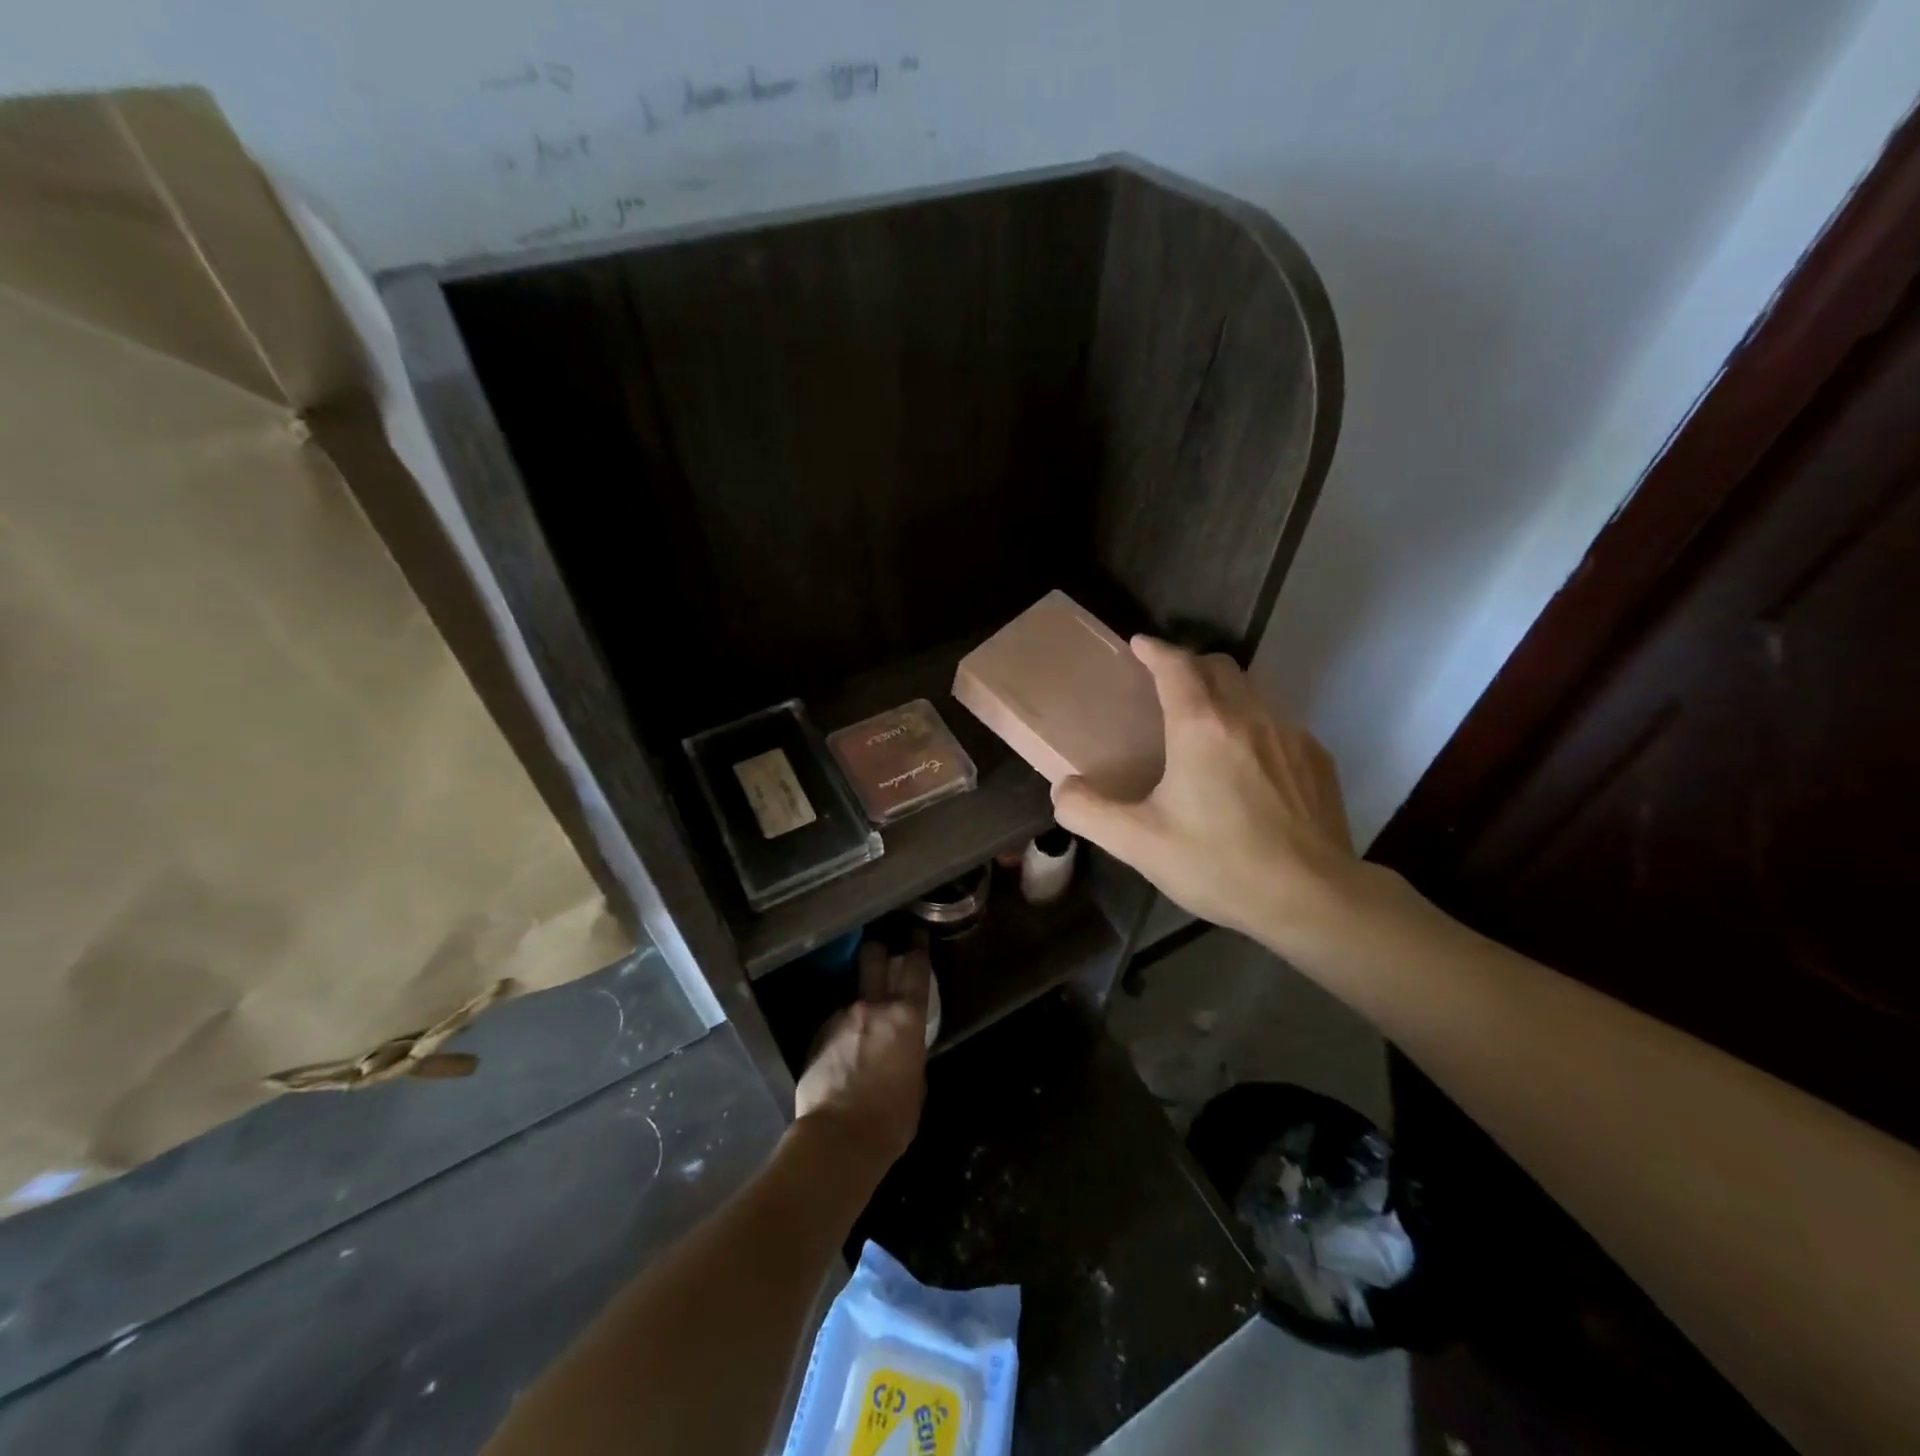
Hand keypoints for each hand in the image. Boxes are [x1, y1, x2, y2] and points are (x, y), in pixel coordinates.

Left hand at [793, 939, 931, 1169]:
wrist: (838, 1139)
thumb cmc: (892, 1119)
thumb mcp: (916, 1083)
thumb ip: (910, 1052)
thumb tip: (903, 1045)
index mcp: (905, 1017)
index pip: (915, 968)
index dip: (917, 947)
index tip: (916, 934)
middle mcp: (872, 1007)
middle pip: (873, 959)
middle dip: (877, 950)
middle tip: (881, 951)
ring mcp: (840, 1018)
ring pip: (853, 1000)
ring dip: (859, 1009)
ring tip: (861, 1037)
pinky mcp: (816, 1036)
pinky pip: (835, 1026)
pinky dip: (841, 1035)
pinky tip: (842, 1059)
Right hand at [1052, 636, 1362, 952]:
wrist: (1312, 898)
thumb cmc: (1219, 864)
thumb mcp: (1139, 844)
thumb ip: (1089, 812)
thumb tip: (1062, 790)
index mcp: (1201, 728)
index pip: (1176, 666)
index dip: (1154, 650)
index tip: (1139, 644)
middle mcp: (1249, 716)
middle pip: (1219, 666)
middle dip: (1190, 664)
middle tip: (1168, 685)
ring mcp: (1291, 734)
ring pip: (1253, 690)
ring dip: (1224, 691)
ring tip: (1206, 721)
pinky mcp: (1317, 758)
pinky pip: (1279, 721)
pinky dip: (1254, 724)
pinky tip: (1248, 763)